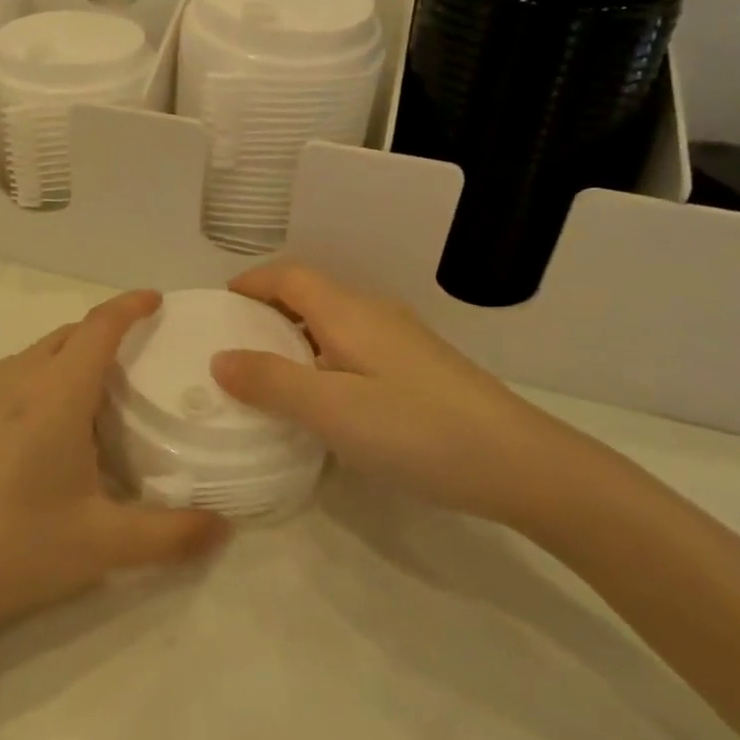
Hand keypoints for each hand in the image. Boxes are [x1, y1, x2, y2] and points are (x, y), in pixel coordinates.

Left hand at [0, 291, 228, 656]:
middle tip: (145, 353)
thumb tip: (224, 528)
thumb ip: (170, 535)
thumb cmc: (13, 546)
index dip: (130, 306)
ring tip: (107, 387)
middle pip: (70, 334)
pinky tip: (58, 425)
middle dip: (107, 330)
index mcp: (57, 392)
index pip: (100, 326)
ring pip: (40, 352)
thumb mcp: (102, 545)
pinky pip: (19, 375)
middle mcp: (20, 380)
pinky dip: (49, 375)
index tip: (157, 300)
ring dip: (75, 353)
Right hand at [210, 266, 580, 524]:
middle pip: (311, 294)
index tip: (220, 305)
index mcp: (348, 312)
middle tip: (235, 342)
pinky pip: (355, 345)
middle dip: (269, 308)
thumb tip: (219, 358)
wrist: (520, 463)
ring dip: (297, 334)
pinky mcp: (420, 368)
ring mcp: (402, 340)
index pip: (289, 277)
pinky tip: (327, 398)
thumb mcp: (332, 410)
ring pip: (335, 321)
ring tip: (271, 372)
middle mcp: (374, 314)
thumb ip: (271, 383)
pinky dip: (324, 356)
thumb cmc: (416, 429)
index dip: (252, 283)